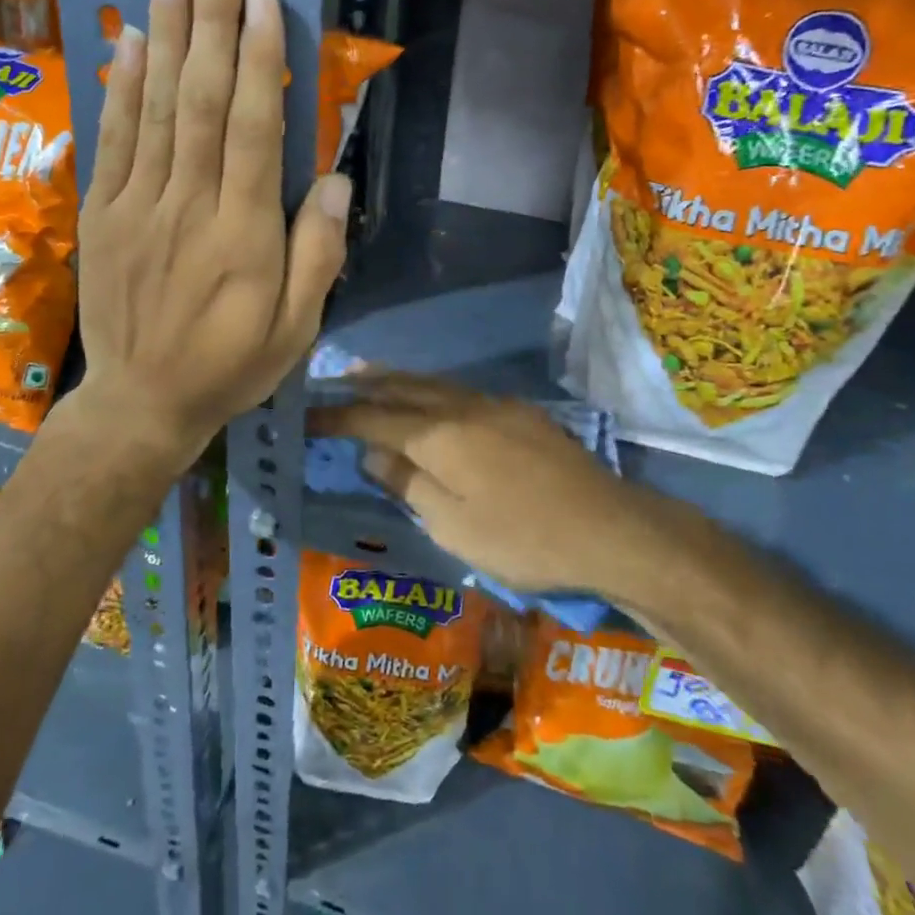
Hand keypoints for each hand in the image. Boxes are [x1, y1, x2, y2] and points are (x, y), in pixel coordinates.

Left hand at [73, 0, 350, 455]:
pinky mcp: (103, 213)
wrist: (141, 402)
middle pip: (200, 101)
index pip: (252, 132)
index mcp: (243, 236)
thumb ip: (318, 255)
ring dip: (163, 32)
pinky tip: (129, 38)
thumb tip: (333, 180)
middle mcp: (188, 207)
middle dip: (209, 19)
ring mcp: (137, 206)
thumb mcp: (298, 330)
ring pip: (153, 107)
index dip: (258, 62)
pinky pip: (113, 139)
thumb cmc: (231, 365)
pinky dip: (121, 85)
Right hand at [309, 373, 646, 593]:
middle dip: (366, 384)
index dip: (337, 417)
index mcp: (438, 435)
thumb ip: (409, 484)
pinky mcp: (520, 413)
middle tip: (336, 379)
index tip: (307, 416)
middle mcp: (462, 407)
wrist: (606, 526)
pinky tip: (432, 398)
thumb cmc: (522, 537)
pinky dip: (432, 389)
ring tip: (372, 376)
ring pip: (434, 384)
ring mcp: (495, 406)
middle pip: (403, 388)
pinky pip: (460, 391)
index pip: (373, 420)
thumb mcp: (453, 526)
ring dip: (398, 380)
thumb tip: (373, 455)